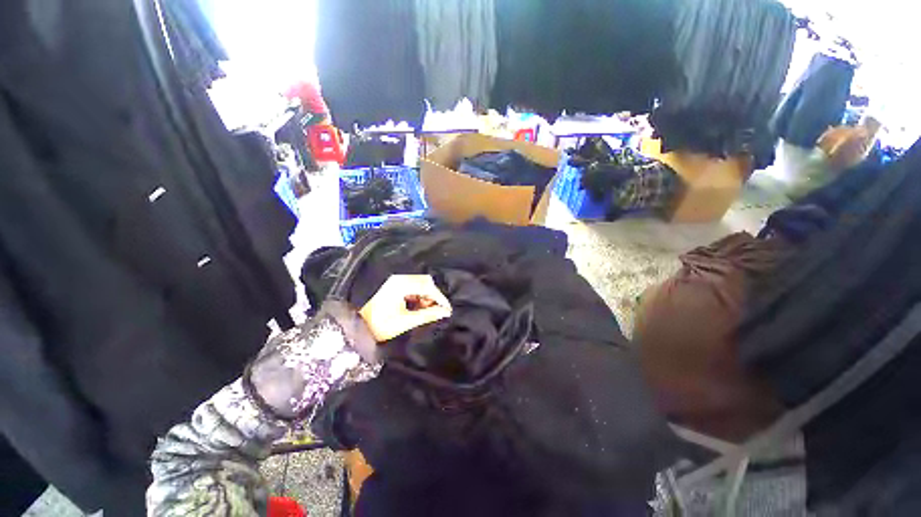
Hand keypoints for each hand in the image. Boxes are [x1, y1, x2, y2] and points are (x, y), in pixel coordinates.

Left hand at [359, 274, 452, 341]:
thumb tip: (446, 312)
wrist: (360, 328)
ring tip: (427, 311)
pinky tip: (420, 307)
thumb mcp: (406, 321)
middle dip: (433, 296)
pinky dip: (420, 296)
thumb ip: (428, 315)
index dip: (439, 297)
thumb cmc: (381, 326)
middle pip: (425, 282)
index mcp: (401, 284)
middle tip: (437, 310)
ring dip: (427, 296)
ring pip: (421, 284)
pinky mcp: (396, 286)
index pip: (427, 286)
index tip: (447, 309)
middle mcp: (399, 279)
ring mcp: (397, 281)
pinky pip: (414, 287)